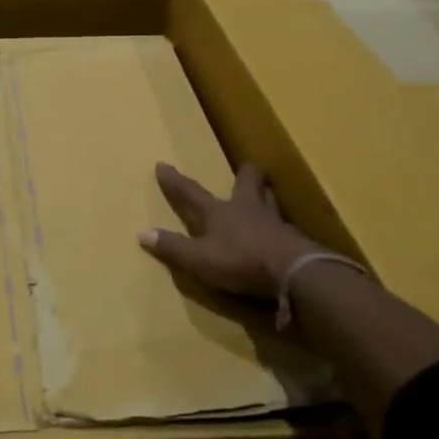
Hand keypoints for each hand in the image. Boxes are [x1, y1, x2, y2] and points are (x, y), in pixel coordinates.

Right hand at [138, 162, 319, 301]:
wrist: (295, 273)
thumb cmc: (241, 261)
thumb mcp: (199, 259)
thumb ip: (173, 248)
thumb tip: (142, 233)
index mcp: (220, 212)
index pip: (191, 192)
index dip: (175, 181)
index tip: (162, 165)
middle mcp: (248, 209)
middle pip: (248, 182)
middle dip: (246, 174)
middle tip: (246, 170)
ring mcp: (275, 222)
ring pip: (270, 200)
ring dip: (266, 196)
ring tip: (265, 197)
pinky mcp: (295, 240)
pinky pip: (286, 227)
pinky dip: (280, 228)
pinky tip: (281, 235)